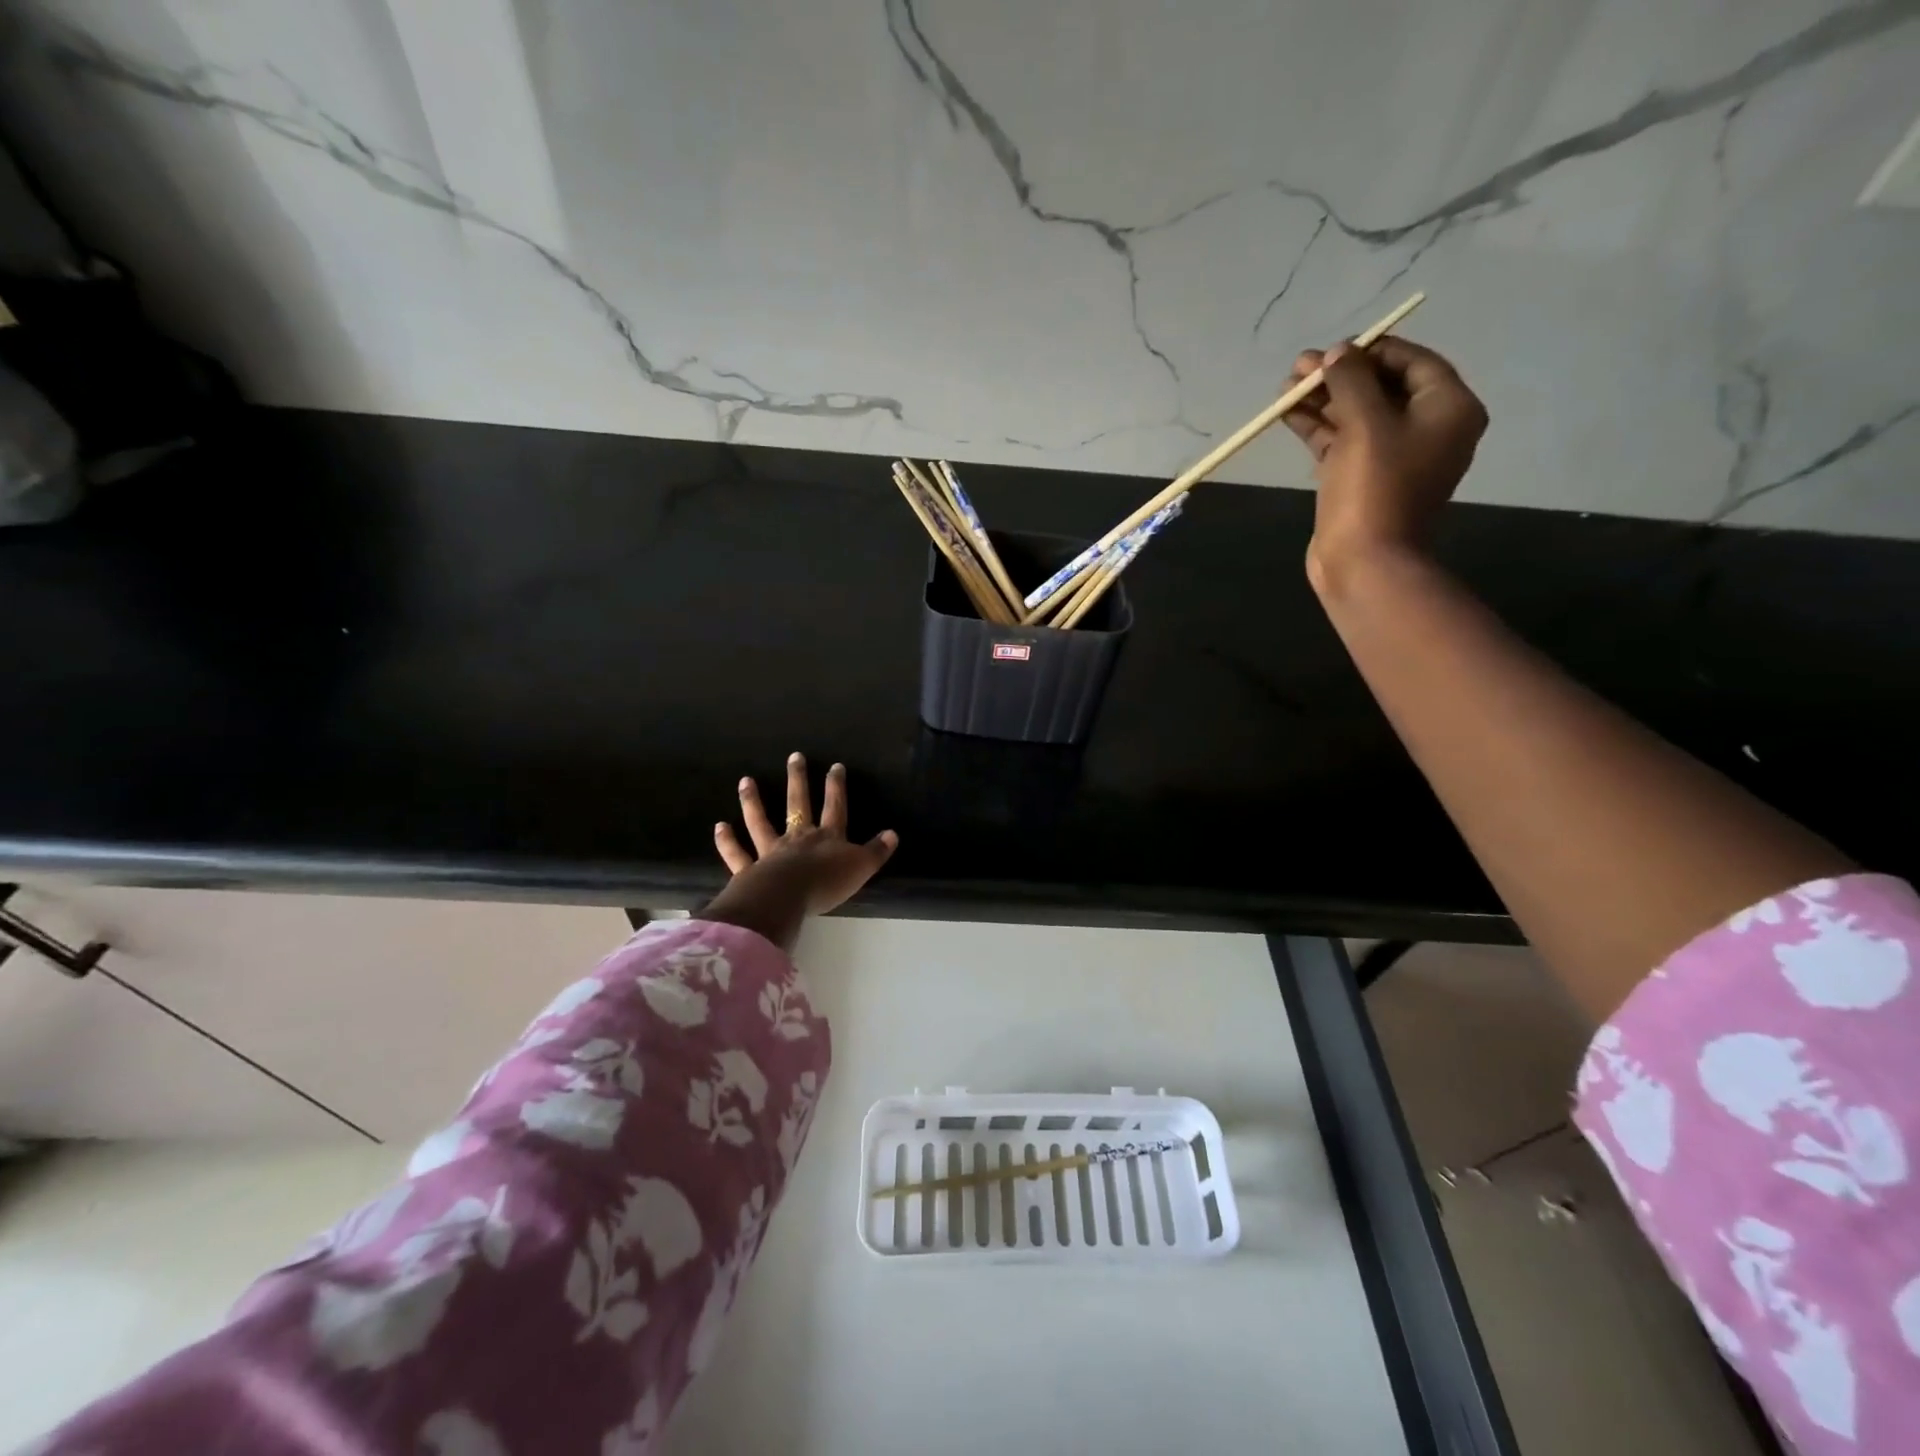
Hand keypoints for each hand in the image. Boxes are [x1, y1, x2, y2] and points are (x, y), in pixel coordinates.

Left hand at [702, 753, 898, 948]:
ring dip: (753, 801)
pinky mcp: (749, 870)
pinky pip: (737, 854)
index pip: (835, 807)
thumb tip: (893, 833)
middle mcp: (798, 837)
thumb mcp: (861, 867)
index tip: (835, 766)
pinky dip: (727, 841)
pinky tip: (720, 826)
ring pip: (761, 822)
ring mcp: (770, 851)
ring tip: (745, 780)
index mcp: (827, 837)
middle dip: (797, 780)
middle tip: (794, 757)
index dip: (836, 787)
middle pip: (798, 804)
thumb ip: (876, 851)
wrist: (787, 898)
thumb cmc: (827, 883)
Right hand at [1282, 336, 1487, 591]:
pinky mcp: (1361, 479)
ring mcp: (1392, 457)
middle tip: (1299, 367)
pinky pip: (1342, 442)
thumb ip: (1351, 381)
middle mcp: (1427, 428)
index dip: (1370, 351)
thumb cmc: (1375, 488)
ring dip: (1322, 400)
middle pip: (1381, 387)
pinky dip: (1318, 427)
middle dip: (1339, 376)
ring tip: (1286, 387)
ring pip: (1356, 415)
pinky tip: (1288, 413)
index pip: (1412, 362)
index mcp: (1448, 409)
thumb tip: (1337, 353)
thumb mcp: (1365, 424)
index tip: (1332, 350)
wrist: (1364, 561)